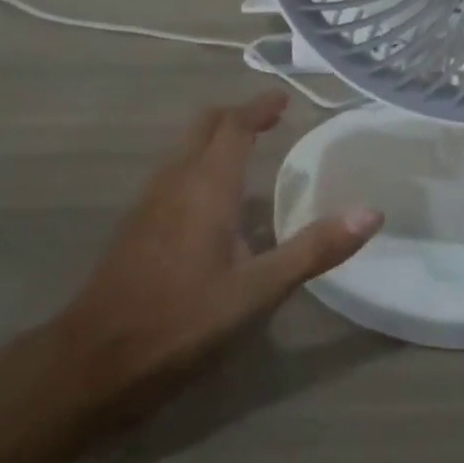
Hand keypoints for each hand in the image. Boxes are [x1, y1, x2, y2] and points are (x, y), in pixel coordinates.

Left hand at [45, 90, 383, 437]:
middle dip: (237, 116)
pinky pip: (173, 173)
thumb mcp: (257, 291)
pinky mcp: (136, 226)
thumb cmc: (180, 321)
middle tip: (270, 119)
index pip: (234, 125)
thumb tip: (371, 213)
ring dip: (216, 138)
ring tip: (248, 151)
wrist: (93, 362)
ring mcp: (149, 202)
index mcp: (206, 184)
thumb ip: (313, 249)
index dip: (260, 107)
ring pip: (185, 148)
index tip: (284, 99)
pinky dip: (199, 164)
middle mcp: (175, 180)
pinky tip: (213, 202)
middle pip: (205, 126)